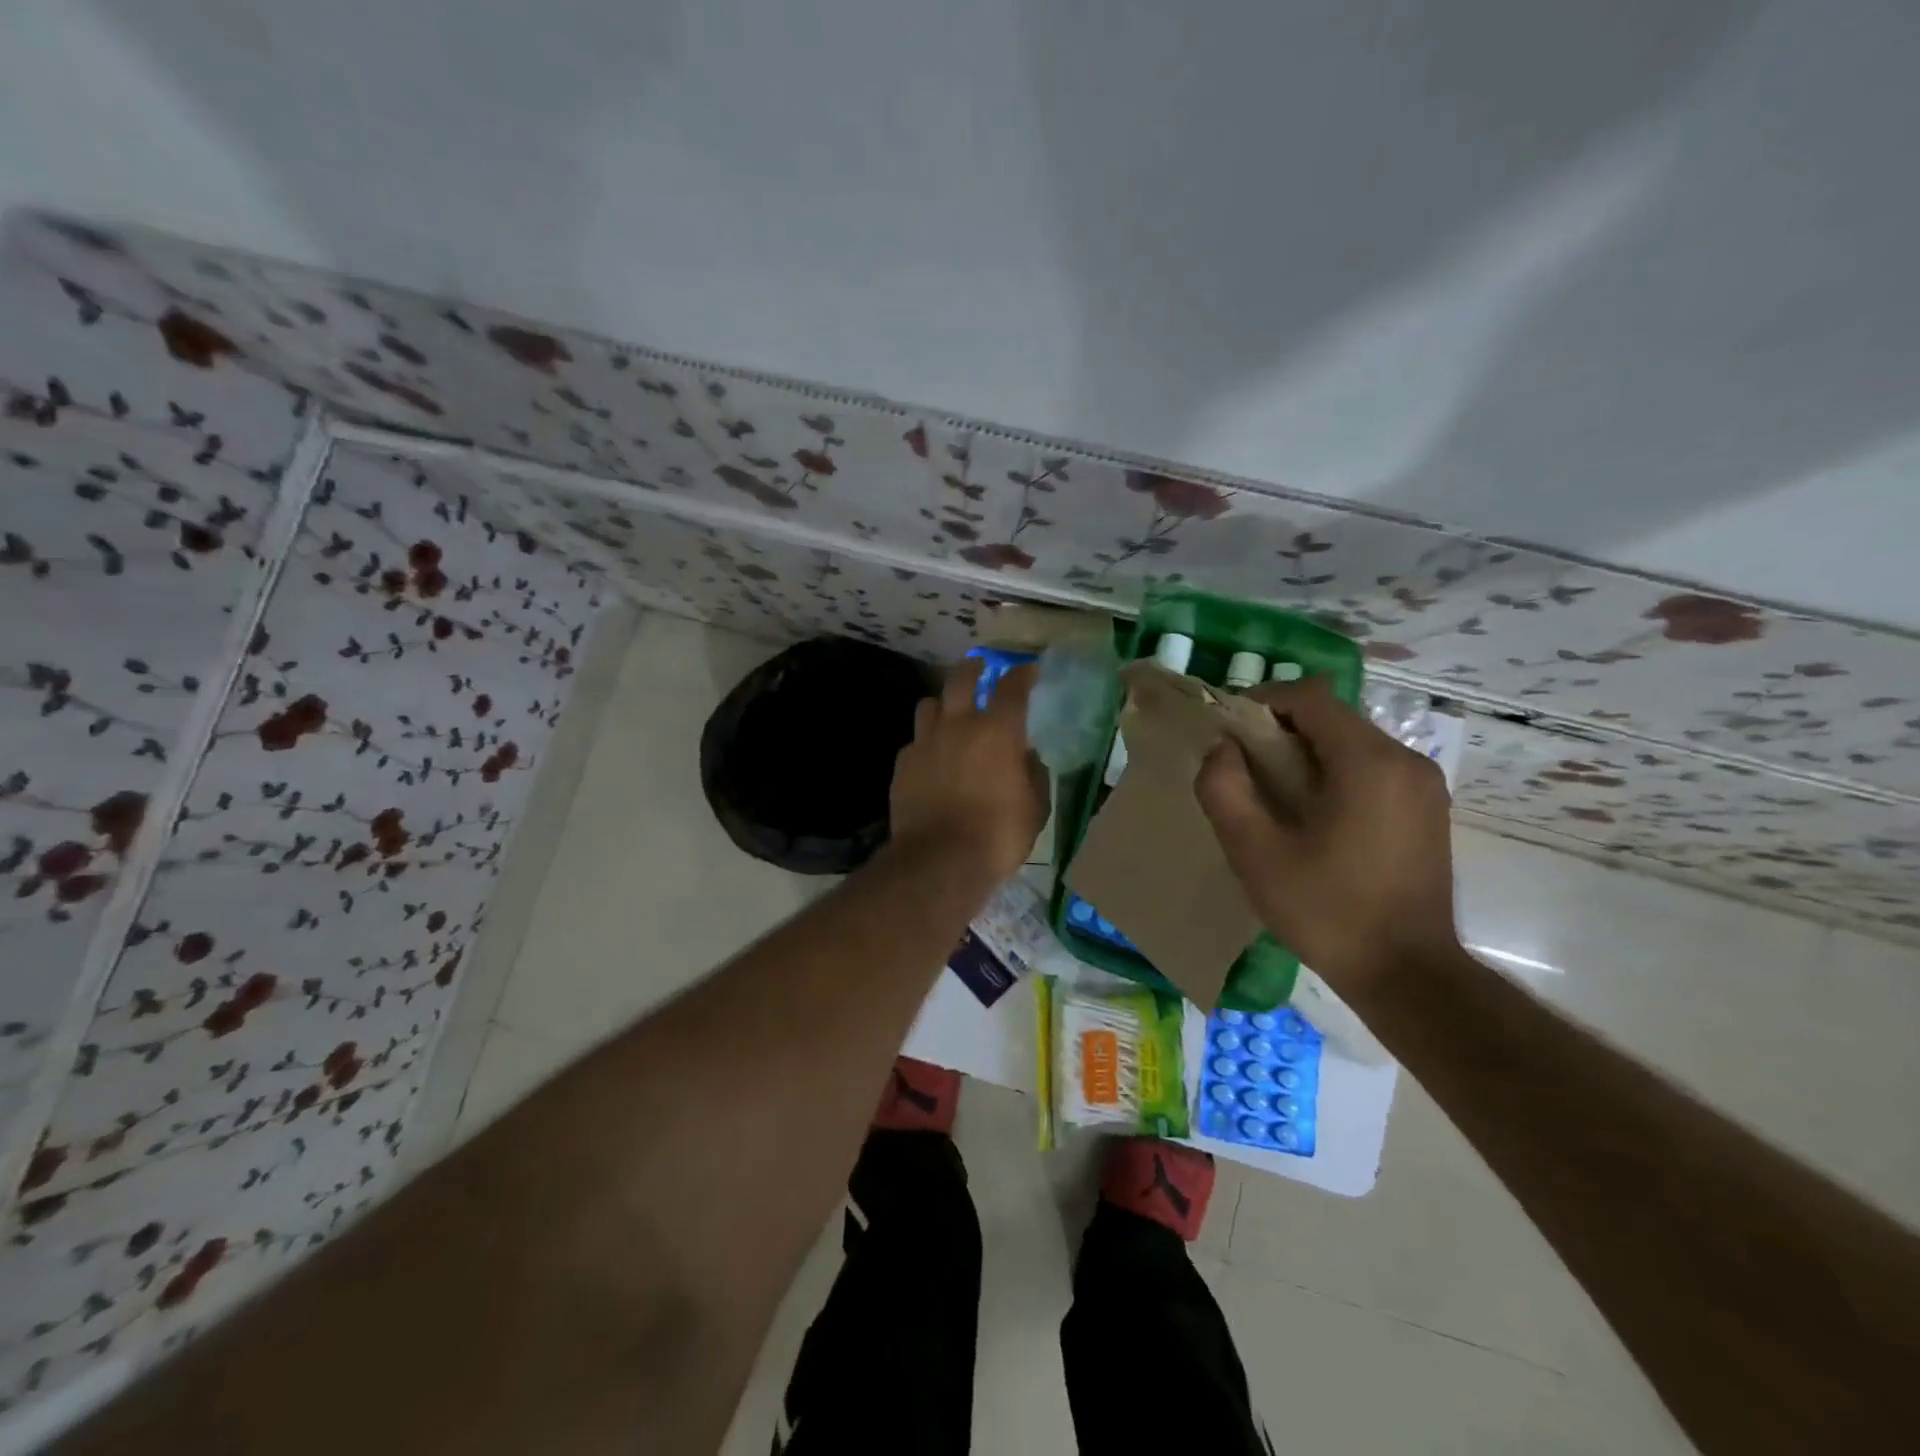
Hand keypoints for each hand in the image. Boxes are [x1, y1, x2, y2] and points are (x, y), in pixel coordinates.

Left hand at [889, 659, 1049, 881]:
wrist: (939, 861)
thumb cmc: (997, 835)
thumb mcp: (1034, 809)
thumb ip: (1033, 774)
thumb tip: (1026, 757)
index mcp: (997, 732)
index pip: (1012, 688)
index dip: (1021, 675)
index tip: (1027, 670)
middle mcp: (958, 726)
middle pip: (961, 680)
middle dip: (972, 668)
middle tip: (979, 666)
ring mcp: (925, 743)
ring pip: (929, 705)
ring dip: (942, 704)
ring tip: (948, 713)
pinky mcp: (902, 764)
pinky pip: (914, 741)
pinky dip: (925, 743)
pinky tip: (930, 758)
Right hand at [1195, 678, 1458, 998]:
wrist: (1408, 975)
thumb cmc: (1326, 911)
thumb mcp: (1255, 852)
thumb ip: (1224, 789)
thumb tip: (1221, 748)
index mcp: (1368, 762)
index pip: (1310, 696)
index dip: (1262, 700)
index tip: (1229, 731)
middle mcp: (1406, 760)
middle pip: (1332, 718)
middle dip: (1281, 730)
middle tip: (1243, 768)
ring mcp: (1424, 785)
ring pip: (1352, 743)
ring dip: (1307, 753)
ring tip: (1273, 795)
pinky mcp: (1428, 810)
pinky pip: (1372, 769)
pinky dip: (1334, 774)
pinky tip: (1312, 816)